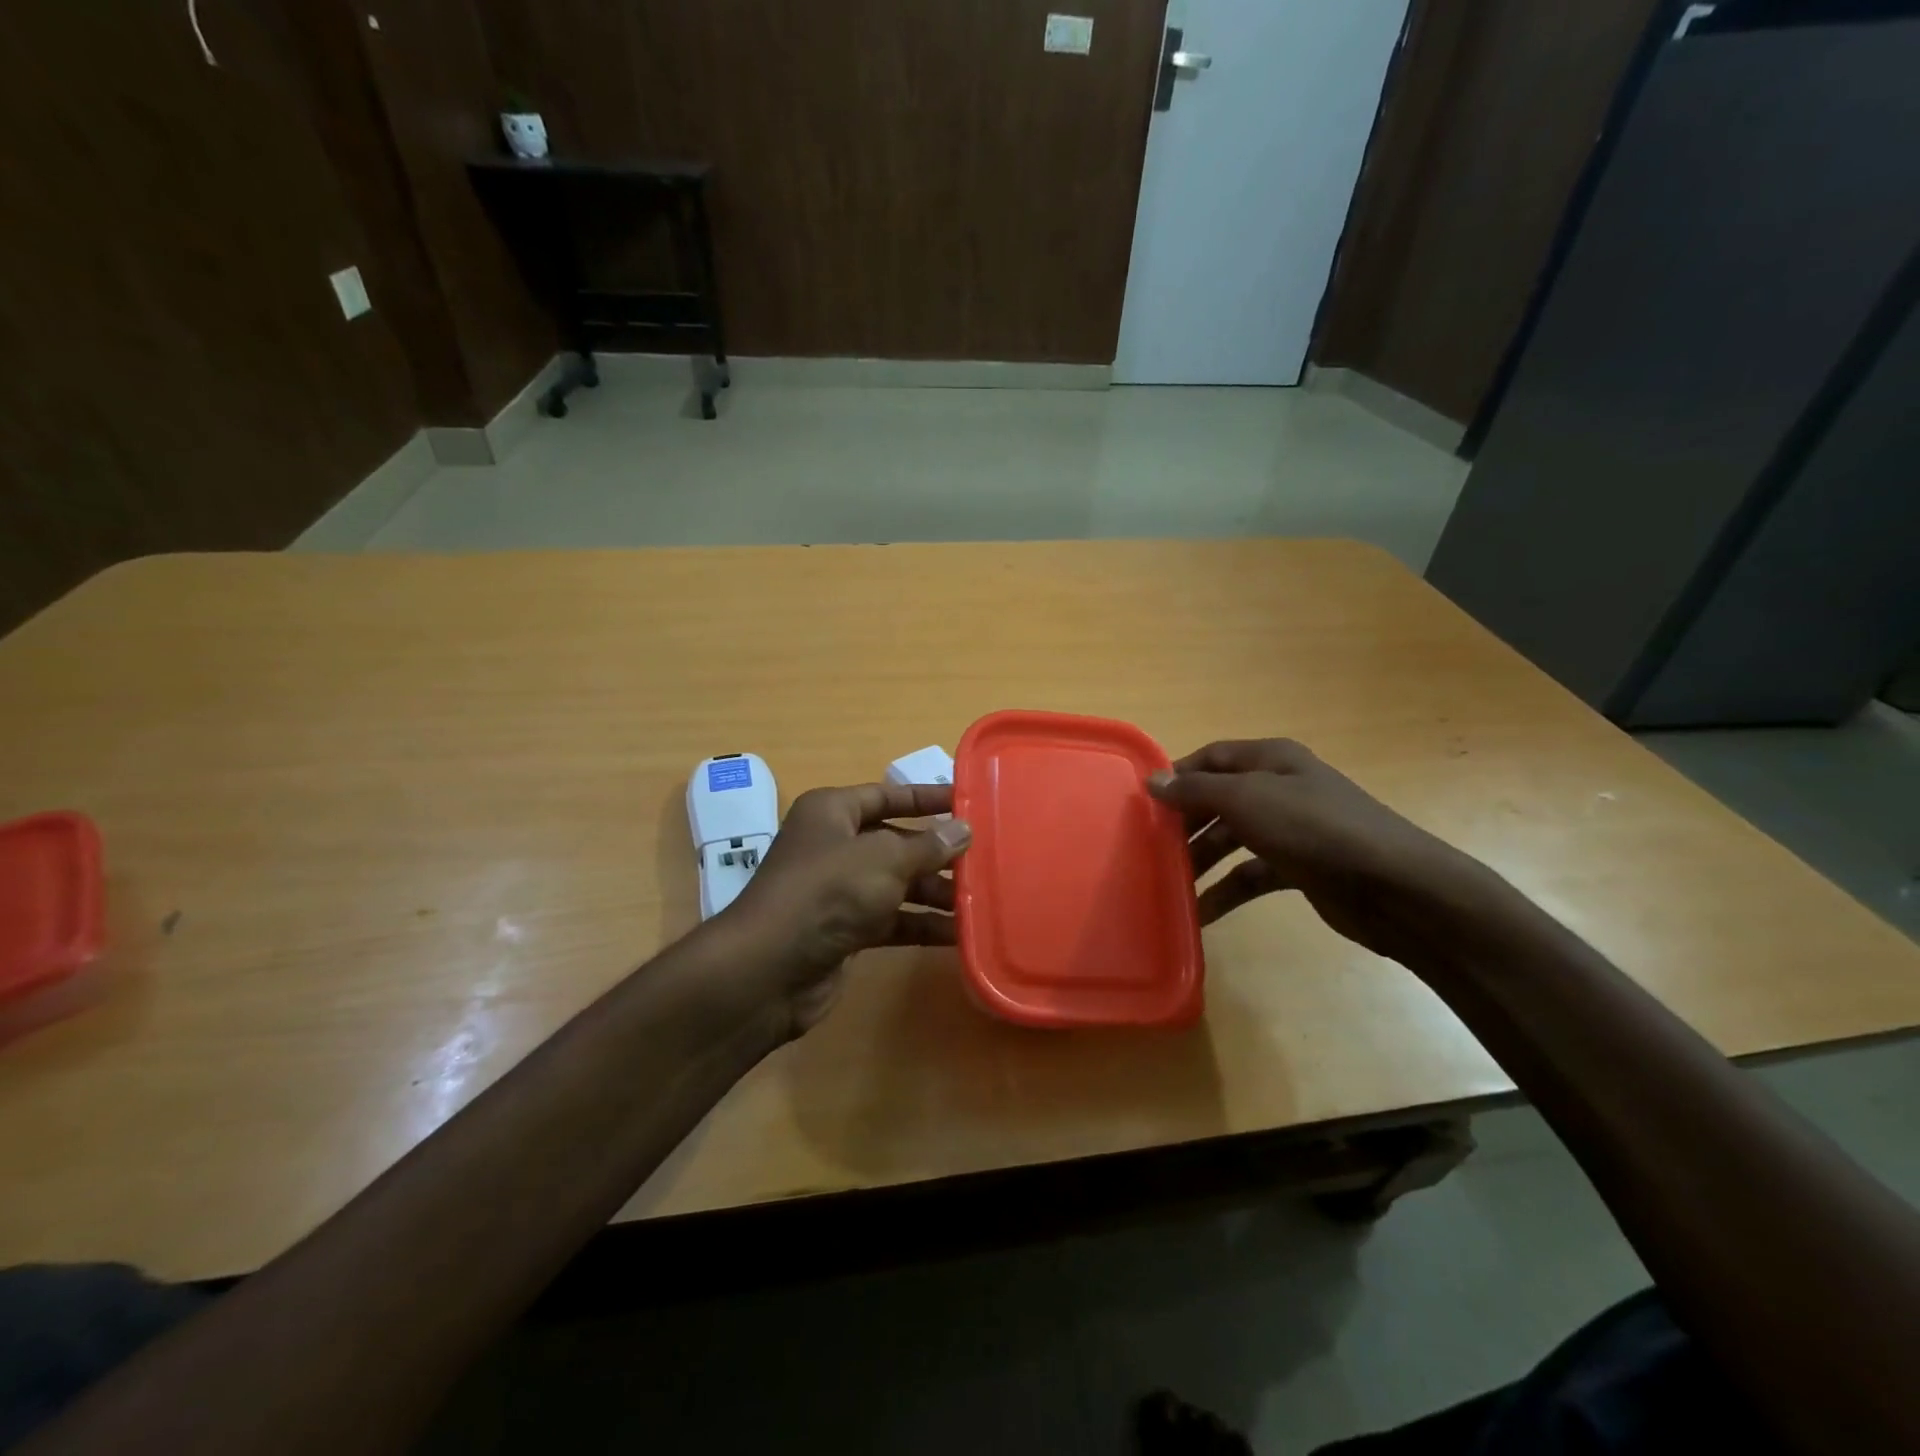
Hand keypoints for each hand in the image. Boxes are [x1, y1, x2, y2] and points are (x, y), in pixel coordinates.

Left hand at [719, 783, 970, 1035]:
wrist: (770, 969)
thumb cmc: (827, 893)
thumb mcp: (883, 859)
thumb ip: (928, 845)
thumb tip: (963, 829)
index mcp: (832, 812)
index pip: (887, 795)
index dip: (926, 797)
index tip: (968, 801)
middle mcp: (834, 846)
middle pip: (896, 841)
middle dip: (937, 852)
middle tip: (984, 857)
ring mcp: (838, 891)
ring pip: (896, 883)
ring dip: (934, 892)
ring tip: (980, 899)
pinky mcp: (844, 930)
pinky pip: (891, 920)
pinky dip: (920, 925)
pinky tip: (958, 934)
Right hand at [1147, 739, 1486, 964]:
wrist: (1395, 887)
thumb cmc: (1315, 829)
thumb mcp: (1247, 800)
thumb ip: (1196, 791)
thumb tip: (1153, 781)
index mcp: (1271, 760)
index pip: (1212, 758)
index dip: (1178, 776)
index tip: (1142, 803)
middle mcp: (1280, 788)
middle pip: (1219, 800)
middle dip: (1186, 823)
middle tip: (1149, 847)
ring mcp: (1293, 830)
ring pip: (1233, 839)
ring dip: (1202, 860)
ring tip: (1167, 883)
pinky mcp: (1301, 869)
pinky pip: (1252, 875)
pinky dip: (1227, 890)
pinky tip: (1201, 912)